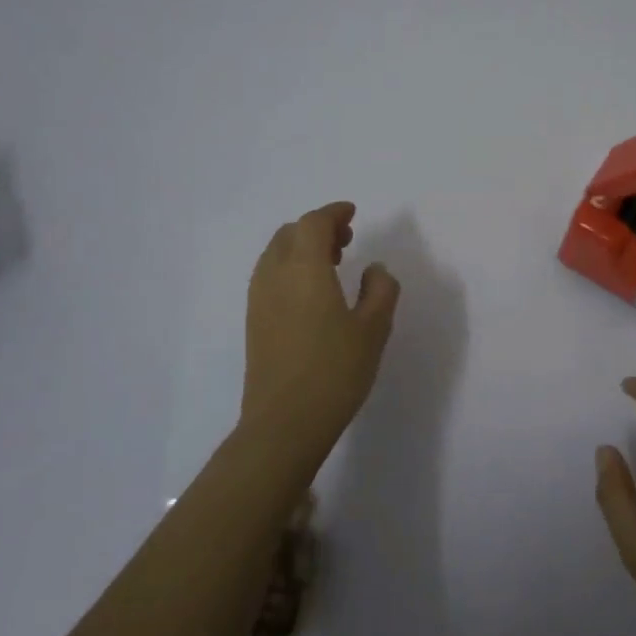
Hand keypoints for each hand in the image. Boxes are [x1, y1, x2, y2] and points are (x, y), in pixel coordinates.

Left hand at [241, 202, 399, 445]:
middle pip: (290, 233)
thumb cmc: (335, 371)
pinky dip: (290, 268)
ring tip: (332, 264)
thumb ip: (380, 290)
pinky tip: (312, 293)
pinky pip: (270, 276)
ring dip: (302, 248)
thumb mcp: (374, 329)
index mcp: (305, 268)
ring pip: (276, 254)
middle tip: (346, 239)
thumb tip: (375, 269)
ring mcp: (259, 299)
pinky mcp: (254, 321)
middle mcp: (275, 275)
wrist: (284, 422)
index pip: (314, 223)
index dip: (333, 213)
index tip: (352, 214)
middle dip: (318, 228)